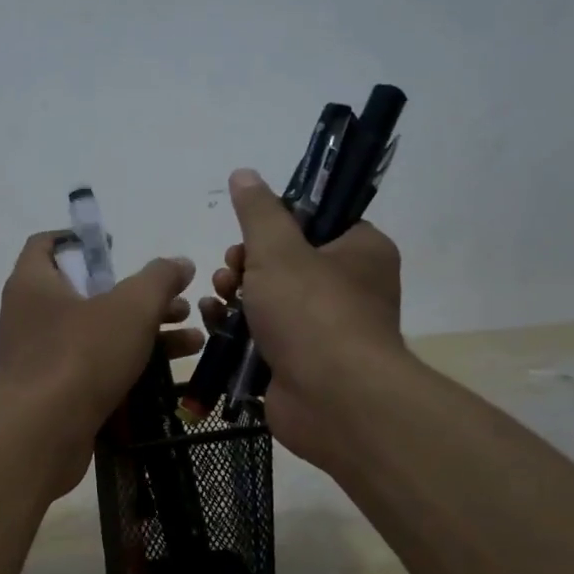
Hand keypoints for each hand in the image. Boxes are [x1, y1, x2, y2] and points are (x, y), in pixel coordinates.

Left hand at [0, 232, 202, 492]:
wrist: (40, 435)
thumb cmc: (81, 356)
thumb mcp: (131, 308)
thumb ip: (159, 280)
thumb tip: (181, 263)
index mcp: (33, 283)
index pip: (47, 245)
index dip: (81, 240)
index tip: (115, 247)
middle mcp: (28, 317)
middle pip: (86, 294)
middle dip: (137, 299)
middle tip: (179, 305)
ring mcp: (37, 359)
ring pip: (94, 336)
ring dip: (142, 335)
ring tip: (191, 342)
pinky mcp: (49, 395)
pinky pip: (90, 370)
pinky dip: (124, 367)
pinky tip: (166, 375)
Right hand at [199, 168, 406, 467]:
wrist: (332, 400)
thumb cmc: (312, 312)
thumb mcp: (278, 249)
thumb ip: (258, 211)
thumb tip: (244, 173)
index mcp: (360, 252)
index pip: (318, 223)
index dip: (278, 224)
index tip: (250, 233)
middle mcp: (349, 289)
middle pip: (286, 262)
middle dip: (247, 263)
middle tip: (231, 268)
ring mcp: (324, 330)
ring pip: (270, 300)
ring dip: (236, 294)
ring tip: (219, 295)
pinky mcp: (299, 363)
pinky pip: (263, 336)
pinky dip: (237, 328)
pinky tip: (213, 321)